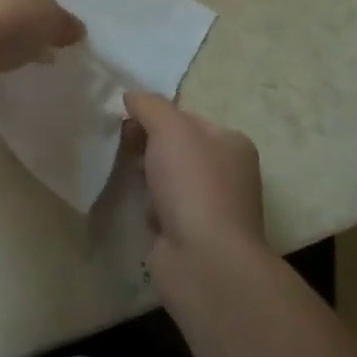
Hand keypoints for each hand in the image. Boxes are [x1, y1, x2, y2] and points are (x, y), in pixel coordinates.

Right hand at [124, 92, 265, 263]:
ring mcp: (212, 207)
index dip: (155, 116)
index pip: (186, 118)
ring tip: (133, 181)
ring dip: (147, 177)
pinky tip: (143, 211)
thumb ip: (149, 105)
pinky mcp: (194, 235)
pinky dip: (151, 207)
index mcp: (232, 144)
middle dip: (148, 146)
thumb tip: (132, 95)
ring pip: (168, 178)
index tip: (128, 121)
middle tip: (124, 148)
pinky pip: (164, 209)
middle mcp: (228, 173)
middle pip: (176, 147)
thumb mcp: (170, 128)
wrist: (205, 261)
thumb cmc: (193, 184)